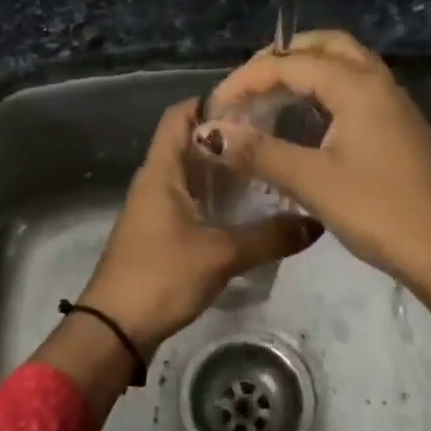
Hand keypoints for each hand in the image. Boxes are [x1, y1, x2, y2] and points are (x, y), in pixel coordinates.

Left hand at [78, 98, 319, 353]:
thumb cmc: (161, 276)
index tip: (253, 100)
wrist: (115, 329)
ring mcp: (155, 208)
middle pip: (189, 143)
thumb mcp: (220, 254)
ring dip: (223, 170)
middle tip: (274, 134)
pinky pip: (191, 202)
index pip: (179, 116)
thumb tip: (316, 222)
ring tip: (269, 167)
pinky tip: (247, 209)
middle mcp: (155, 181)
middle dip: (227, 136)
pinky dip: (217, 198)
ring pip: (192, 174)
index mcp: (160, 171)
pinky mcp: (160, 234)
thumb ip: (269, 237)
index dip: (210, 101)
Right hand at [192, 31, 430, 302]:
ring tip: (270, 98)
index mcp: (357, 85)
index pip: (290, 63)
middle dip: (280, 58)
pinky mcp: (400, 127)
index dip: (246, 80)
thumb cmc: (380, 212)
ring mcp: (394, 104)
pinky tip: (308, 122)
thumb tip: (209, 132)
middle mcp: (378, 82)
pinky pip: (356, 89)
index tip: (215, 108)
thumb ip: (259, 152)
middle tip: (247, 87)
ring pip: (344, 65)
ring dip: (305, 71)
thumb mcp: (313, 182)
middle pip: (324, 46)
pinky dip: (325, 91)